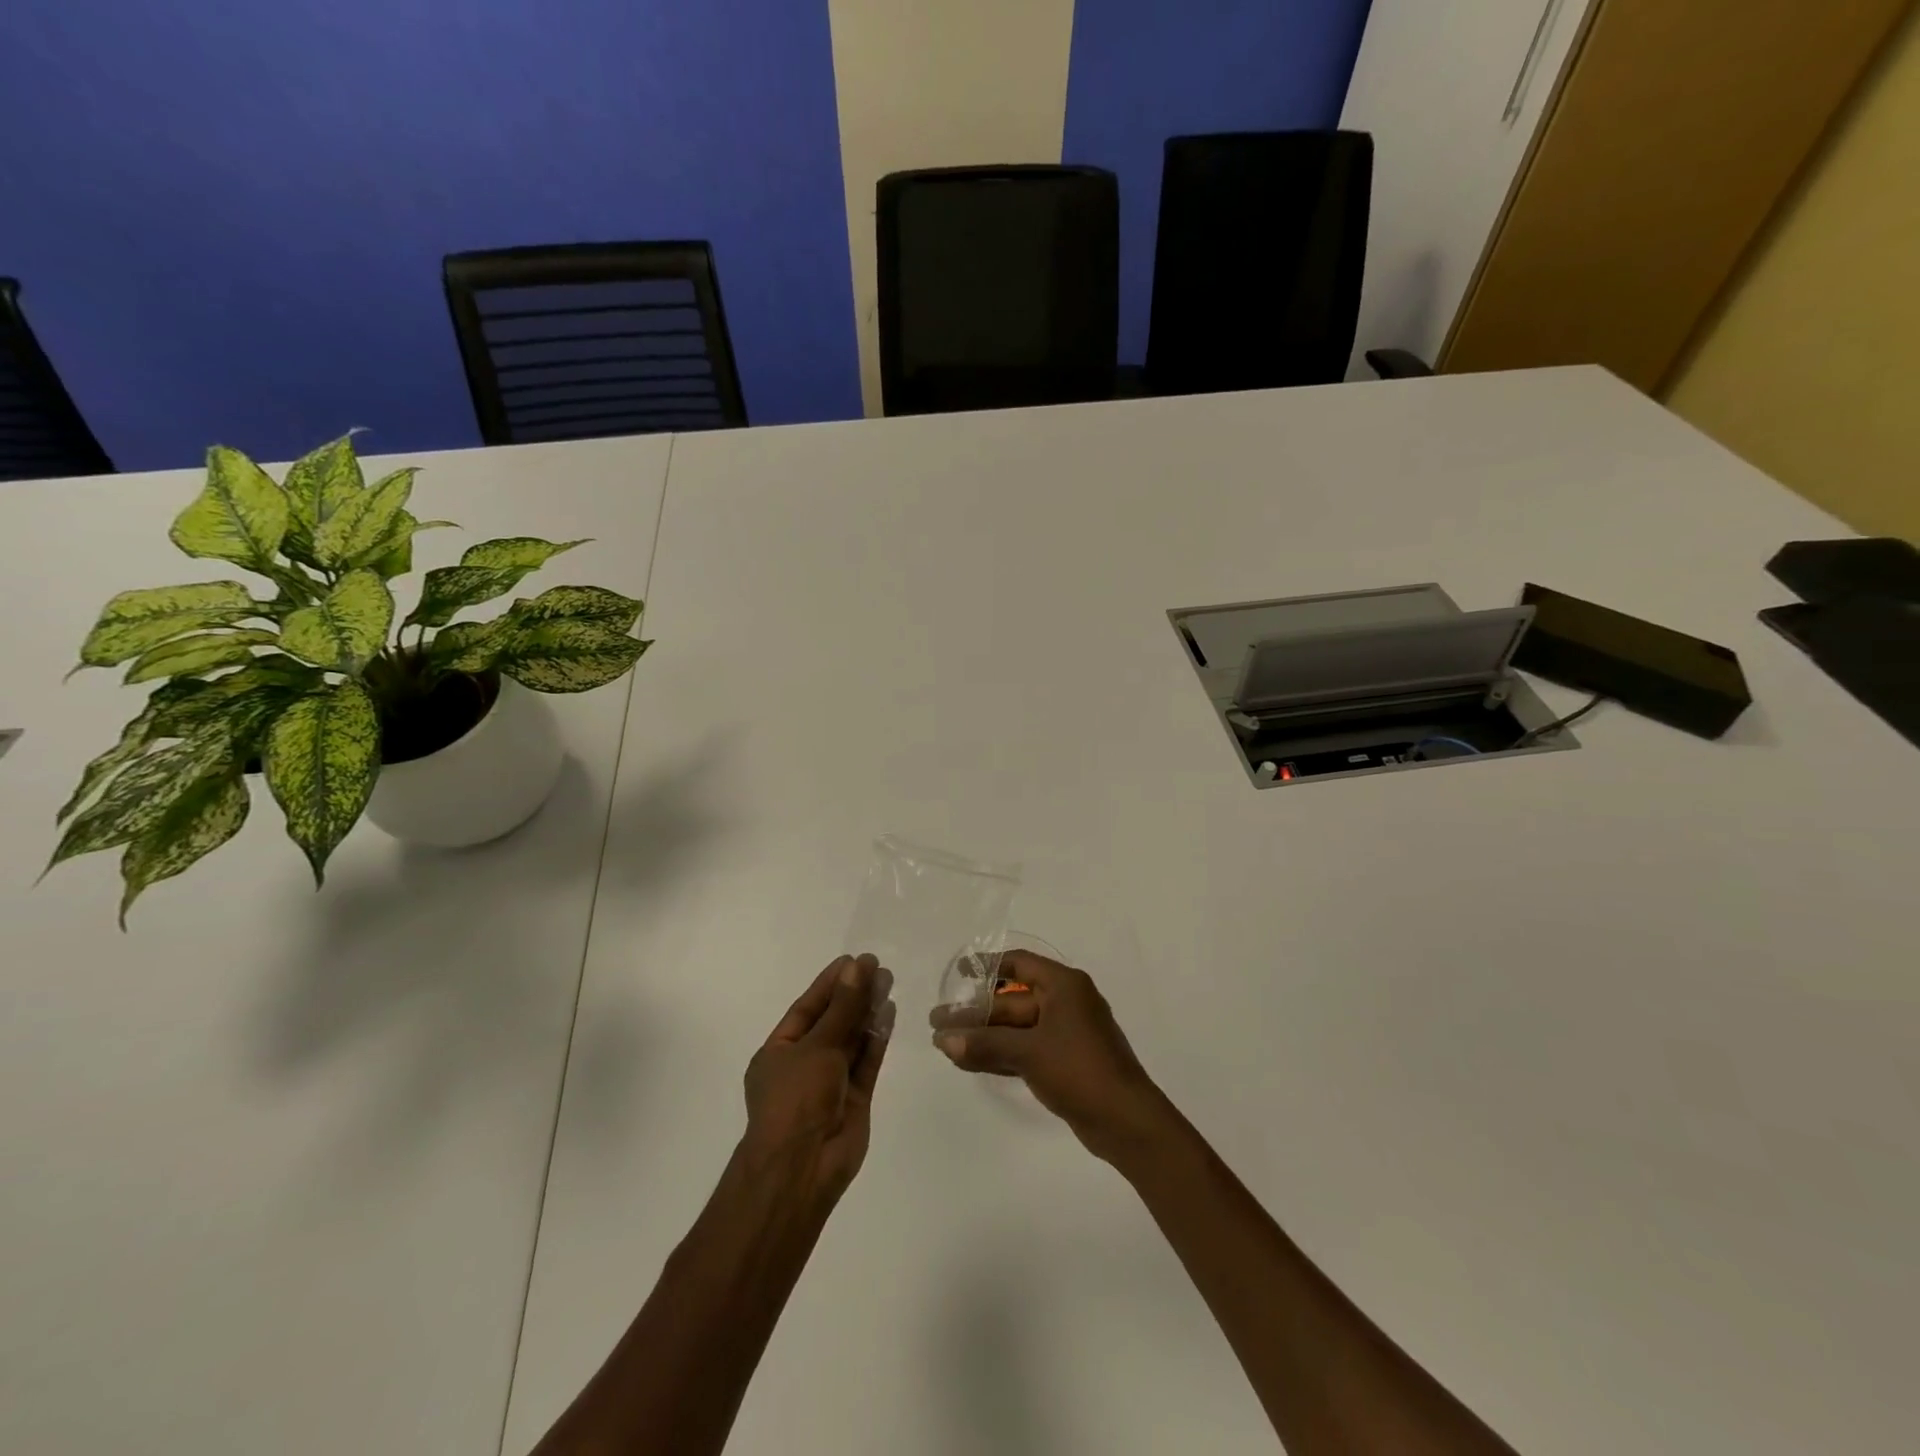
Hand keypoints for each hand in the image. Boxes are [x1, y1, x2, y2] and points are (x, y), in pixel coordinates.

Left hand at [742, 954, 894, 1201]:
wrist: (802, 1169)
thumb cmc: (796, 1099)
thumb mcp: (817, 1046)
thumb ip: (843, 1008)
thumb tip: (858, 967)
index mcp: (780, 1051)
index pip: (807, 1008)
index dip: (830, 983)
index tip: (854, 960)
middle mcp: (804, 1063)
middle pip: (832, 1021)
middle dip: (853, 994)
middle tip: (878, 967)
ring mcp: (830, 1081)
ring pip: (852, 1039)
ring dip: (868, 1011)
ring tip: (888, 981)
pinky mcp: (855, 1097)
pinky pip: (867, 1060)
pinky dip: (878, 1038)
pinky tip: (890, 1012)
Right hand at [930, 950, 1169, 1161]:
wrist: (1126, 1121)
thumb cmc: (1079, 1069)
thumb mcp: (1029, 1052)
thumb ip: (985, 1044)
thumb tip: (943, 1040)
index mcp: (1064, 985)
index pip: (1018, 965)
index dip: (986, 966)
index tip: (958, 974)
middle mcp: (1065, 1002)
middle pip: (1012, 1000)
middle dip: (975, 1012)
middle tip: (938, 1022)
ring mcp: (1065, 1034)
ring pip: (1015, 1028)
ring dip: (983, 1036)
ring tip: (944, 1044)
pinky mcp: (1063, 1062)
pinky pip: (1024, 1049)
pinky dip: (999, 1053)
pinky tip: (968, 1061)